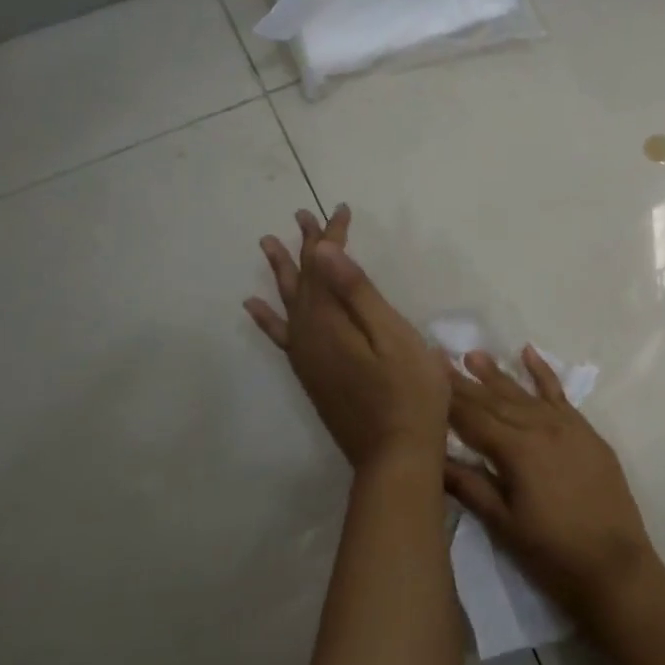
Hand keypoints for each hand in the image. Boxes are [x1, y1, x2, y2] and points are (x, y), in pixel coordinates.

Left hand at [245, 206, 448, 472]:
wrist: (396, 455)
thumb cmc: (409, 391)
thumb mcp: (392, 335)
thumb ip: (357, 293)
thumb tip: (323, 251)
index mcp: (331, 322)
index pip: (326, 266)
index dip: (332, 236)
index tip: (339, 209)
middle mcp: (309, 336)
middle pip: (304, 280)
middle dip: (305, 246)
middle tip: (301, 215)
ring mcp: (307, 358)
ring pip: (289, 303)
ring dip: (283, 272)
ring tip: (269, 245)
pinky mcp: (312, 375)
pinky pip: (282, 336)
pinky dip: (268, 318)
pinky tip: (256, 307)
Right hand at [443, 348, 656, 625]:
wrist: (615, 566)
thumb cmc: (552, 554)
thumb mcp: (504, 525)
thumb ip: (469, 486)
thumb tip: (433, 457)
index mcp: (516, 450)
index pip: (473, 418)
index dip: (447, 397)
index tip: (426, 373)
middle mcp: (540, 426)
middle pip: (495, 400)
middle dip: (466, 381)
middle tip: (440, 357)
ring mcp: (566, 425)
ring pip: (524, 393)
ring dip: (498, 374)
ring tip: (474, 354)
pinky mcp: (585, 431)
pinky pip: (560, 394)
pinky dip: (543, 373)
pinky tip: (529, 353)